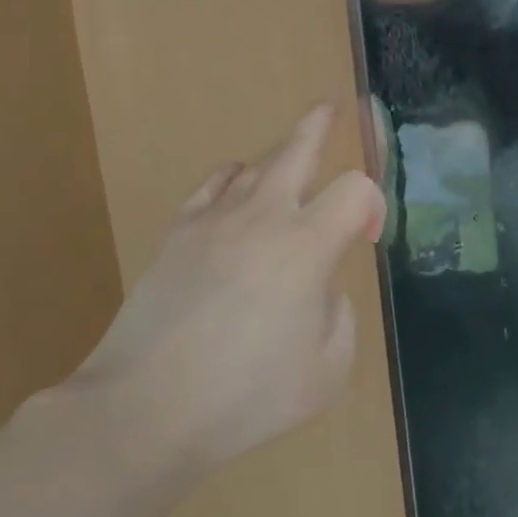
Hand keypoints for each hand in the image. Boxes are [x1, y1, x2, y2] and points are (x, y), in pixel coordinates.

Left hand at [66, 104, 384, 497]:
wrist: (145, 409)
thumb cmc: (245, 397)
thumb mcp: (326, 371)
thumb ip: (338, 316)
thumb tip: (320, 288)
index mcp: (308, 245)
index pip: (356, 190)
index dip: (373, 204)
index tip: (368, 237)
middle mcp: (265, 216)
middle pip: (299, 148)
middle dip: (321, 125)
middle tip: (331, 107)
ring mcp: (216, 218)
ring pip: (256, 163)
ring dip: (280, 154)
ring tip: (290, 153)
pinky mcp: (178, 232)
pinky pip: (213, 184)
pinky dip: (233, 177)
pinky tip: (236, 186)